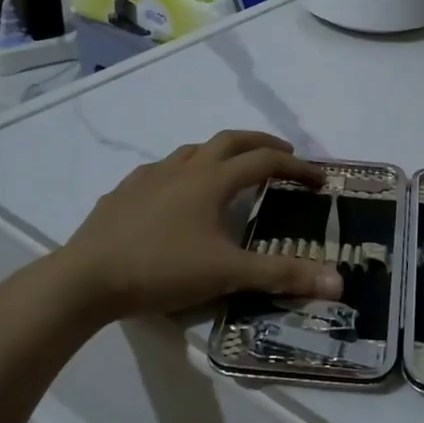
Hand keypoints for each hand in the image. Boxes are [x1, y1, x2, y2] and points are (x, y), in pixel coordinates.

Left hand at [56, 131, 343, 322]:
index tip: (318, 179)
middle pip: (230, 140)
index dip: (296, 167)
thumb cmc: (161, 270)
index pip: (264, 162)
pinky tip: (176, 193)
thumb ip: (282, 276)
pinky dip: (182, 172)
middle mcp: (183, 168)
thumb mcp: (227, 275)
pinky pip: (161, 170)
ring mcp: (149, 177)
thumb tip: (338, 281)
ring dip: (220, 153)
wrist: (85, 279)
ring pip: (193, 150)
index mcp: (211, 180)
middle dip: (261, 143)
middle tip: (283, 154)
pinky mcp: (123, 193)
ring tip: (231, 170)